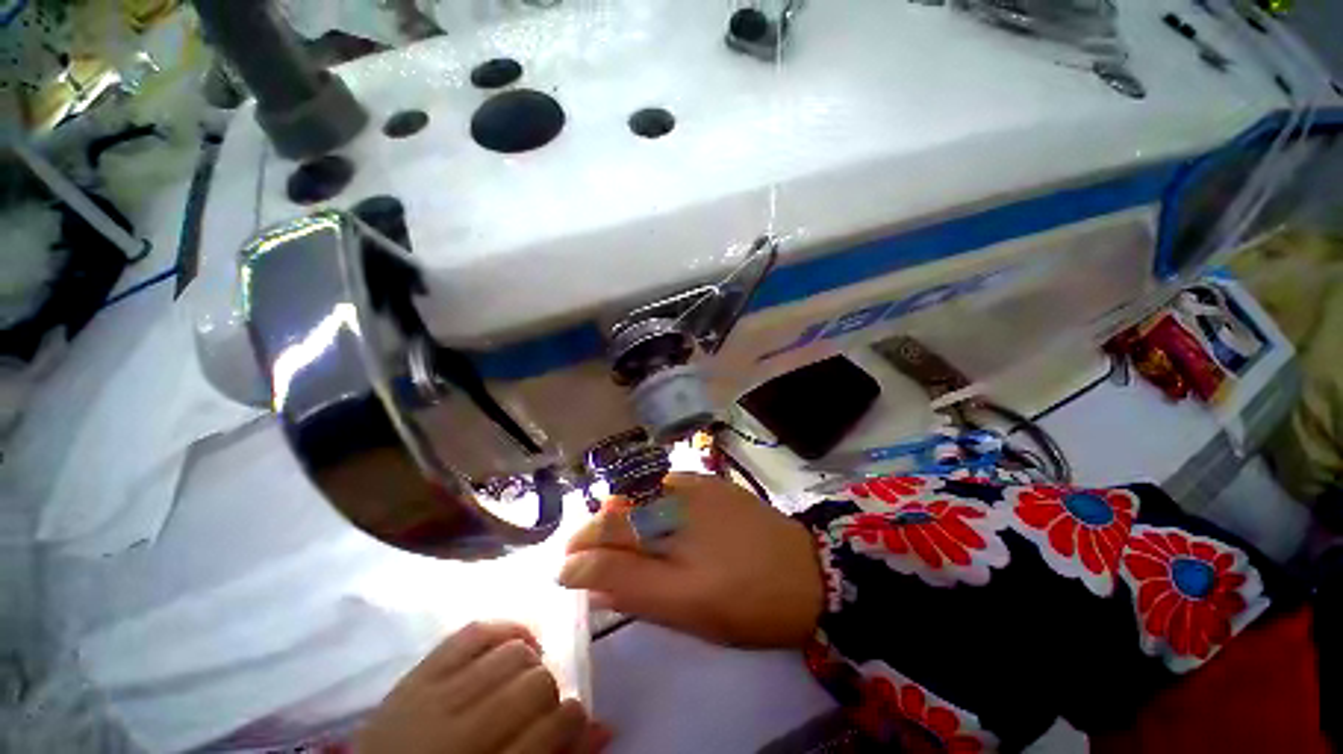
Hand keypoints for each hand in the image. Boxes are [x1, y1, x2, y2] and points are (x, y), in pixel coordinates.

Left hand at [355, 622, 606, 753]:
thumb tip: (602, 725)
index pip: (553, 727)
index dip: (574, 717)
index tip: (574, 716)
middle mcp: (460, 737)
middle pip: (535, 684)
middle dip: (549, 689)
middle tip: (542, 701)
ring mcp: (432, 700)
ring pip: (510, 654)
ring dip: (528, 660)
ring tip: (523, 674)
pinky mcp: (415, 674)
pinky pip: (472, 632)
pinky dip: (501, 629)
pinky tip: (509, 642)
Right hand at [559, 473, 823, 647]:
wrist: (805, 572)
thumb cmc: (746, 602)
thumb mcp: (686, 610)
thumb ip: (632, 590)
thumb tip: (587, 580)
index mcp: (671, 537)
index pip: (607, 537)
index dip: (579, 554)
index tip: (564, 568)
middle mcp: (676, 501)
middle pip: (617, 510)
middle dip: (592, 532)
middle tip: (583, 553)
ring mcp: (693, 485)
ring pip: (637, 493)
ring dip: (616, 514)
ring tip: (612, 535)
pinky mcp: (708, 481)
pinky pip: (662, 483)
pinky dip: (644, 499)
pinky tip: (647, 514)